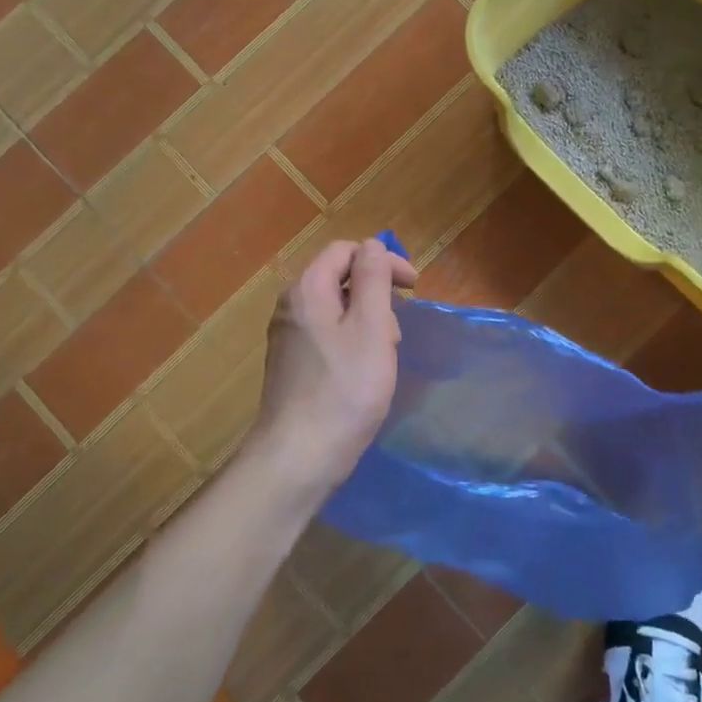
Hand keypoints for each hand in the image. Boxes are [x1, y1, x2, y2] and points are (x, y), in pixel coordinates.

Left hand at [247, 238, 417, 494]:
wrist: (298, 456)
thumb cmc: (344, 389)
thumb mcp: (371, 326)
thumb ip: (373, 279)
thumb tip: (372, 245)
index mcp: (308, 289)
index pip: (346, 251)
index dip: (383, 260)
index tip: (414, 287)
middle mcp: (291, 306)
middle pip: (339, 278)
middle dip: (376, 293)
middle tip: (399, 327)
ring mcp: (287, 337)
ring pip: (335, 309)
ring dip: (367, 320)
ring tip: (385, 354)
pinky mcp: (290, 364)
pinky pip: (326, 335)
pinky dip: (351, 342)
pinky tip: (364, 372)